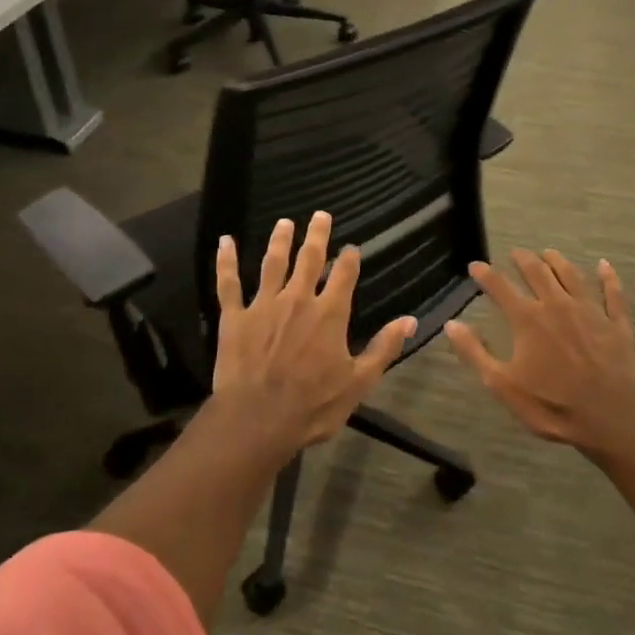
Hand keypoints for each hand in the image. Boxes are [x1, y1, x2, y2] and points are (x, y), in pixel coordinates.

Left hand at [212, 212, 415, 449]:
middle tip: (320, 215)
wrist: (258, 419)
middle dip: (316, 235)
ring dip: (279, 241)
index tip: (351, 247)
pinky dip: (226, 261)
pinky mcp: (234, 317)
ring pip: (272, 264)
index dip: (349, 258)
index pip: (343, 275)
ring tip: (284, 222)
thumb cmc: (313, 405)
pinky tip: (225, 241)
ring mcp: (263, 305)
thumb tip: (410, 321)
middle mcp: (298, 299)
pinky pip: (229, 283)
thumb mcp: (358, 382)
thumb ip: (383, 348)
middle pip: (309, 259)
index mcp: (329, 314)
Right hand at [445, 249, 634, 455]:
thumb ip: (475, 352)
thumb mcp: (502, 384)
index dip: (485, 274)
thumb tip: (451, 323)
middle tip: (516, 253)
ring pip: (572, 276)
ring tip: (549, 253)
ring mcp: (590, 312)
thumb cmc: (551, 405)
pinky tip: (605, 266)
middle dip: (524, 260)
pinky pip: (613, 294)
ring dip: (558, 261)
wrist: (610, 418)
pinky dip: (609, 278)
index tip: (475, 265)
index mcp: (528, 319)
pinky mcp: (616, 324)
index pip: (500, 286)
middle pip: (538, 272)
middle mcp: (557, 305)